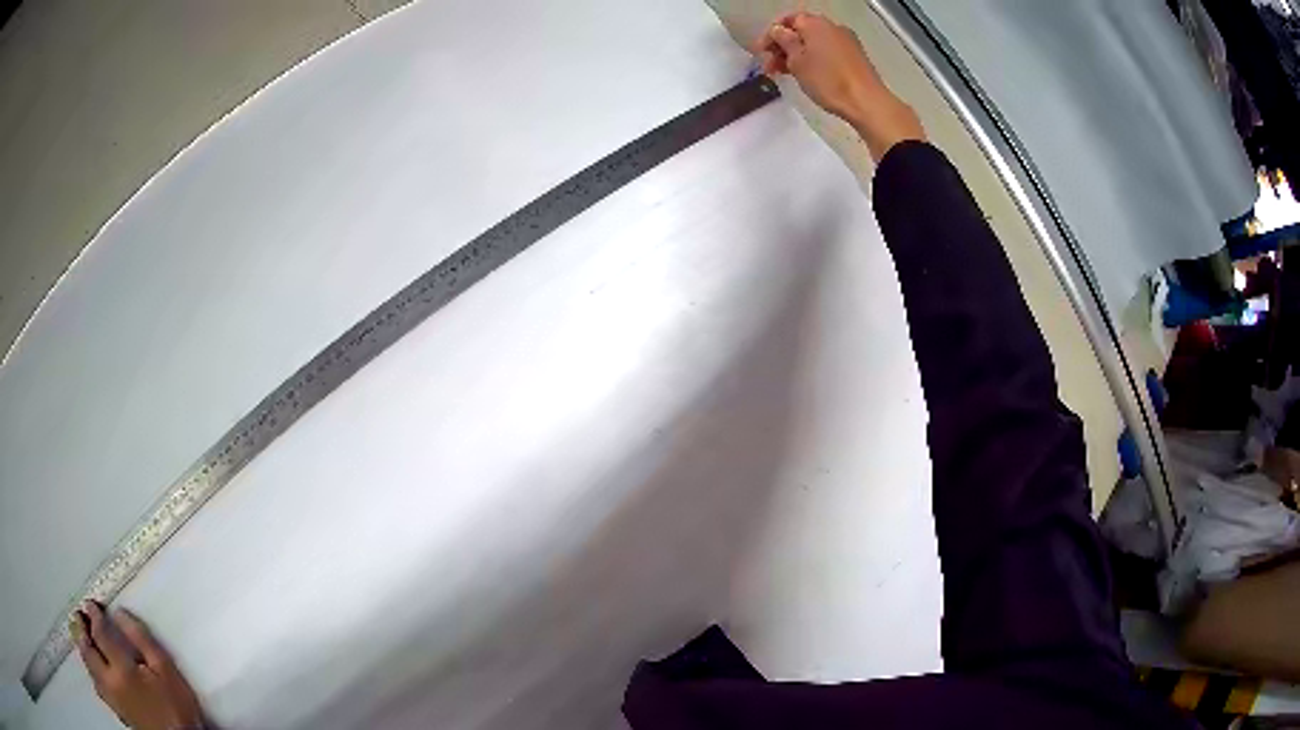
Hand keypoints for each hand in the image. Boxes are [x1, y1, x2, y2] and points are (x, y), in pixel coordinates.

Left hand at [72, 602, 206, 729]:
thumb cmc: (177, 708)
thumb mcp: (167, 671)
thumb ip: (142, 640)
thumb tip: (120, 613)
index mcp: (121, 669)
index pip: (99, 633)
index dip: (93, 615)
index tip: (91, 604)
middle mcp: (110, 681)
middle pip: (87, 650)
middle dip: (81, 630)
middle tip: (79, 616)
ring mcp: (112, 699)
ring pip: (89, 668)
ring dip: (83, 649)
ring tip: (81, 638)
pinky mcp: (117, 711)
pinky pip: (97, 685)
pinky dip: (91, 670)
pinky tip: (93, 670)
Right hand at [753, 13, 925, 160]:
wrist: (866, 102)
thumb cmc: (827, 80)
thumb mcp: (797, 61)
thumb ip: (784, 41)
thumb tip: (778, 30)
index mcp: (815, 23)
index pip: (787, 20)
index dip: (771, 34)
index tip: (760, 52)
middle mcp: (832, 27)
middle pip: (801, 31)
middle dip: (782, 47)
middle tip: (769, 66)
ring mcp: (846, 41)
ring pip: (814, 43)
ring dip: (796, 55)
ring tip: (784, 74)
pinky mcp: (854, 57)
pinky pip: (827, 52)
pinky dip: (813, 59)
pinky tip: (805, 74)